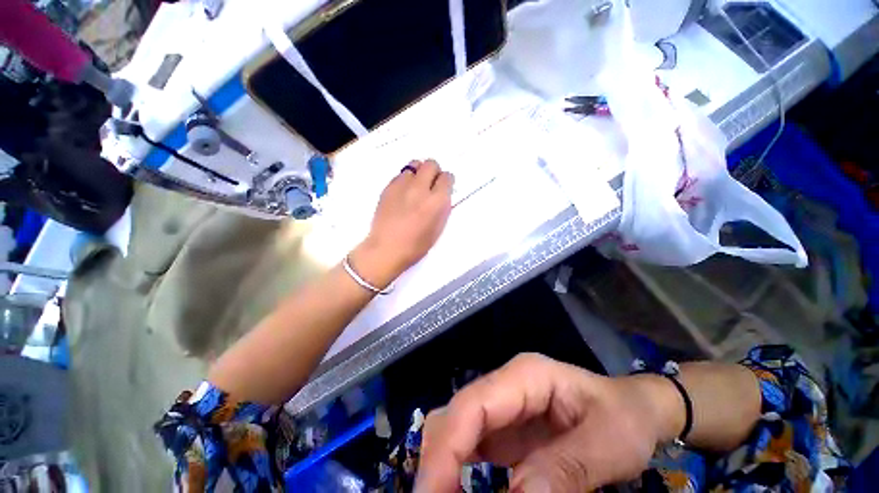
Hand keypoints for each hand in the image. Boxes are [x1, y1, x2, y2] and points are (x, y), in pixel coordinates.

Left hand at [350, 159, 453, 288]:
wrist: (386, 249)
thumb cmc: (416, 246)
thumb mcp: (437, 228)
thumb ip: (442, 208)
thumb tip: (442, 195)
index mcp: (436, 201)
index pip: (447, 177)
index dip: (446, 182)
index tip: (444, 187)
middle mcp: (420, 188)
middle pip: (431, 164)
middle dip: (434, 172)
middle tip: (431, 184)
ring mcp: (402, 186)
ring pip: (414, 164)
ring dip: (419, 173)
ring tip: (416, 186)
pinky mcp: (388, 187)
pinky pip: (400, 174)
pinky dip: (405, 180)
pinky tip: (403, 194)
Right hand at [417, 354, 685, 491]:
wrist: (632, 408)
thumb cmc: (624, 417)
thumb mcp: (608, 445)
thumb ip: (566, 470)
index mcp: (525, 375)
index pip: (474, 404)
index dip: (447, 447)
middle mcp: (505, 385)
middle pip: (456, 413)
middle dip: (438, 459)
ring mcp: (503, 404)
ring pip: (456, 426)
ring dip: (443, 464)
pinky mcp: (504, 425)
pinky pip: (470, 444)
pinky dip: (457, 469)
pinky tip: (457, 490)